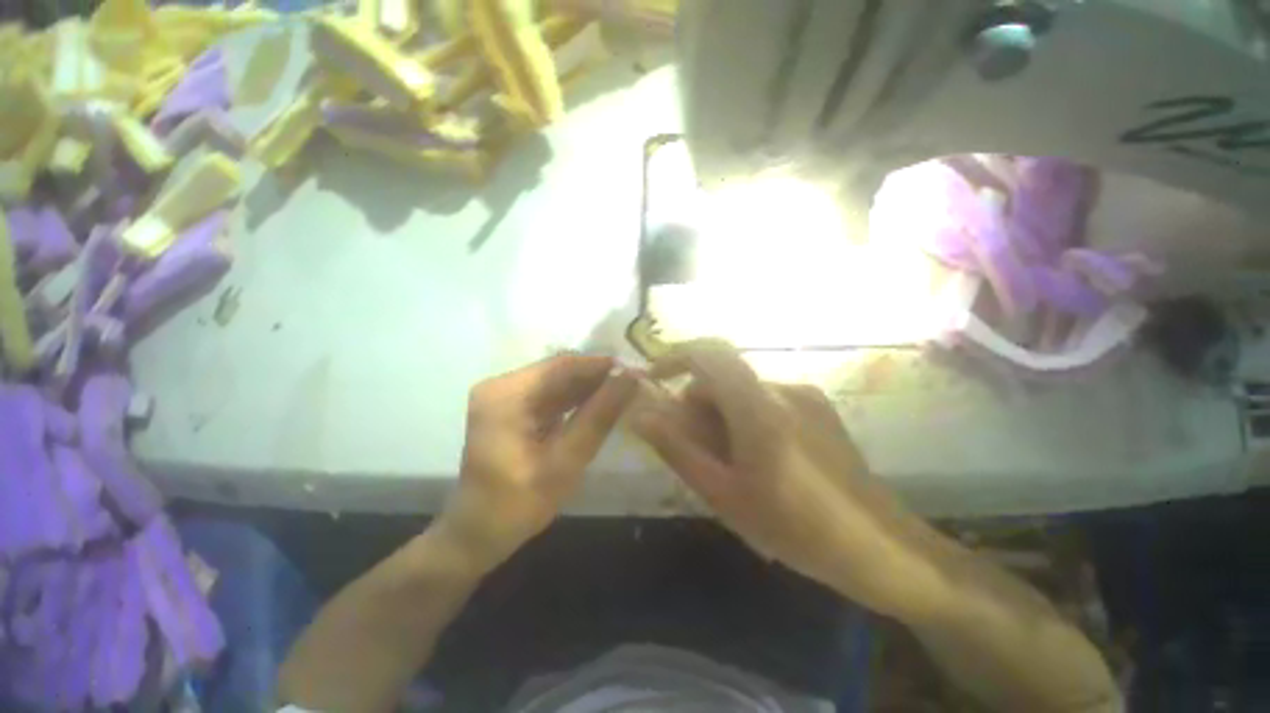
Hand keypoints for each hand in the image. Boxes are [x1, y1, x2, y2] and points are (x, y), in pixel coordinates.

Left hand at [441, 354, 639, 568]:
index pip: (562, 365)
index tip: (637, 370)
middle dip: (597, 376)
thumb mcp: (565, 462)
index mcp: (506, 394)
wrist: (476, 535)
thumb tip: (630, 378)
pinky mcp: (511, 408)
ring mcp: (505, 396)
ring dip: (589, 387)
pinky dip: (576, 400)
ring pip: (557, 381)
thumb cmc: (517, 504)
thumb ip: (599, 417)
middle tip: (635, 383)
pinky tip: (600, 405)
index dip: (602, 365)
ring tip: (624, 392)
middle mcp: (502, 386)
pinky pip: (550, 395)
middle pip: (559, 370)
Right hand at [630, 340, 943, 617]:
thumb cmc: (795, 528)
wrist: (881, 548)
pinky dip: (746, 417)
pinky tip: (759, 459)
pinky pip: (766, 399)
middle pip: (723, 377)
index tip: (656, 379)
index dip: (675, 357)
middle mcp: (782, 389)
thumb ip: (678, 449)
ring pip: (743, 390)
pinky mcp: (819, 406)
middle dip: (697, 403)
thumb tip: (640, 414)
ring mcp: (805, 395)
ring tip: (730, 462)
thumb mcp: (724, 494)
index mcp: (758, 408)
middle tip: (695, 447)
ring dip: (722, 414)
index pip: (710, 353)